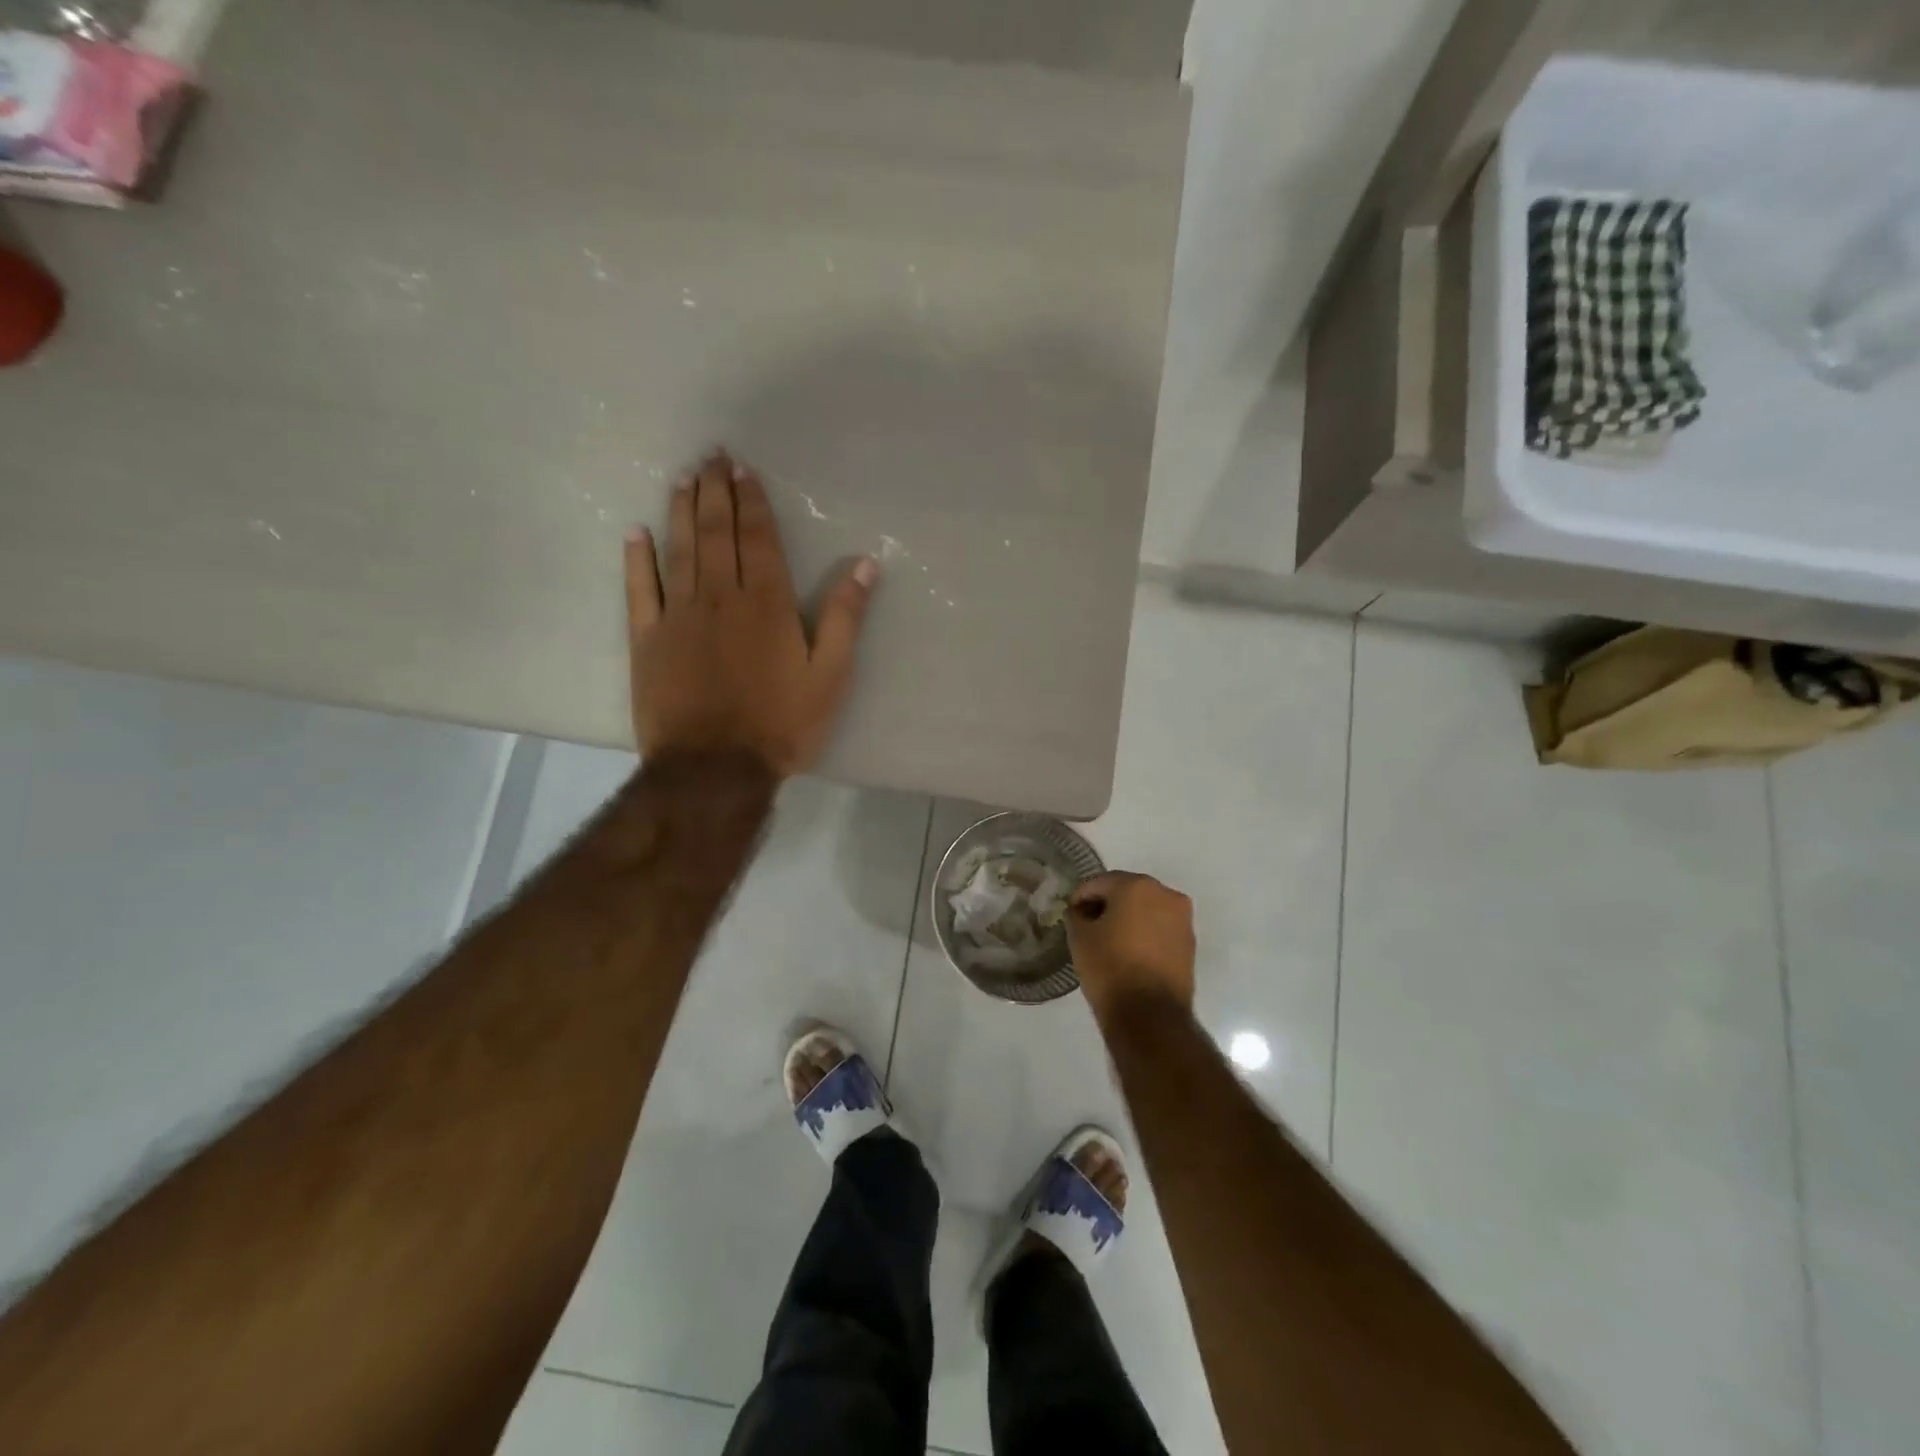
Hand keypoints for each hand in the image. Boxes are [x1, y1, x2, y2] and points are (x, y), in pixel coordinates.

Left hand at [626, 449, 877, 777]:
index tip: (744, 470)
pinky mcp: (647, 640)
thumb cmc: (781, 724)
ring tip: (683, 478)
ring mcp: (678, 616)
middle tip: (711, 456)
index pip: (759, 539)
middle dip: (715, 492)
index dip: (752, 502)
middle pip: (716, 533)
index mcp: (767, 604)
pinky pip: (639, 589)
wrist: (715, 768)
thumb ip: (845, 619)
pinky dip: (637, 559)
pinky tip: (635, 532)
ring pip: (678, 550)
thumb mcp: (830, 677)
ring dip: (680, 510)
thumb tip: (865, 566)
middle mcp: (720, 597)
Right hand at [1067, 872, 1195, 1021]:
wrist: (1150, 1015)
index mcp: (1137, 885)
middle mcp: (1165, 894)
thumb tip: (1080, 912)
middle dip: (1107, 905)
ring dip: (1127, 919)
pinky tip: (1129, 952)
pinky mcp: (1190, 944)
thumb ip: (1076, 916)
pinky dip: (1144, 934)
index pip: (1099, 883)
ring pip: (1146, 910)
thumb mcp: (1079, 938)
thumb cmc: (1110, 968)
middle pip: (1127, 892)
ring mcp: (1182, 919)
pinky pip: (1160, 928)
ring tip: (1109, 941)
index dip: (1081, 898)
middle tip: (1088, 925)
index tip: (1070, 915)